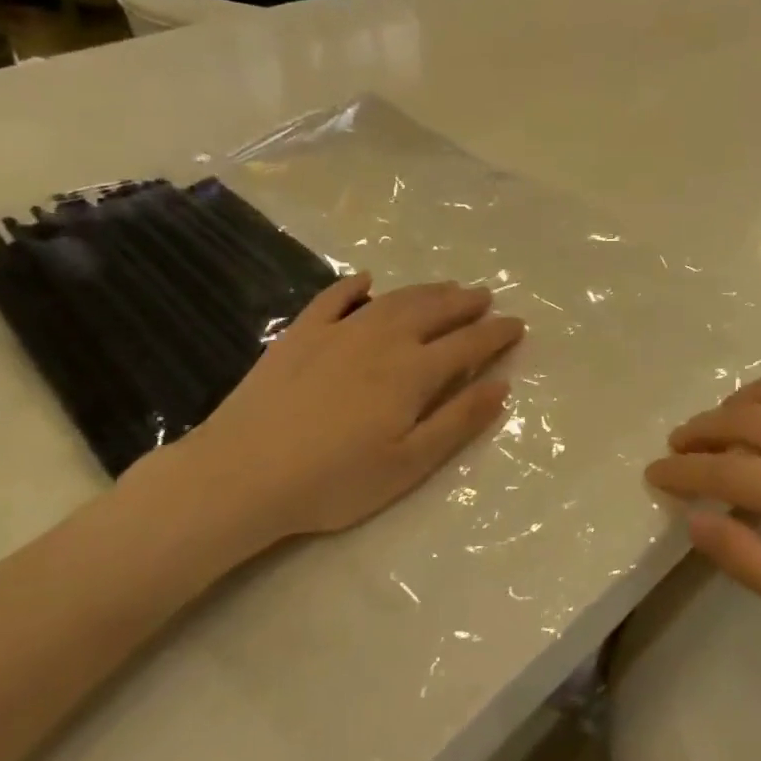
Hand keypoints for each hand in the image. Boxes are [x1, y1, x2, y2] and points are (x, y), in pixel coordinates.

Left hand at [134, 274, 523, 557]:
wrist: (242, 474)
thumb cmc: (335, 480)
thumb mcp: (409, 463)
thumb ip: (458, 421)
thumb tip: (502, 385)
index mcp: (414, 372)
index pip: (468, 343)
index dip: (497, 333)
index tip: (517, 324)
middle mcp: (383, 339)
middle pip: (434, 311)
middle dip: (466, 303)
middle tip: (485, 297)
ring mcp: (339, 331)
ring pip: (394, 300)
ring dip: (426, 290)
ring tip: (447, 286)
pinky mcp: (300, 335)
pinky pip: (333, 299)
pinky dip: (353, 286)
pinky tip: (366, 280)